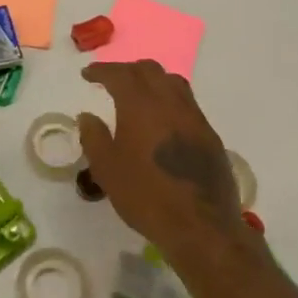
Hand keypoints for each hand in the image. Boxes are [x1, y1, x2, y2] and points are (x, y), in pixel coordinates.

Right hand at [79, 61, 244, 261]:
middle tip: (112, 81)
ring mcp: (194, 117)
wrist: (200, 227)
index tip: (88, 74)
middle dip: (127, 70)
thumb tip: (87, 116)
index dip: (102, 70)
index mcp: (140, 105)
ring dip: (153, 80)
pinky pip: (188, 103)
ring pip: (173, 82)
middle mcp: (170, 102)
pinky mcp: (210, 135)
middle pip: (149, 70)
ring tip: (140, 94)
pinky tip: (164, 119)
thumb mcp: (107, 169)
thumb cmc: (146, 196)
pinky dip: (170, 99)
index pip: (119, 74)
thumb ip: (94, 137)